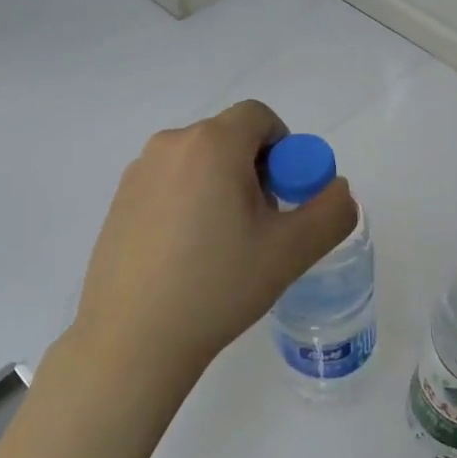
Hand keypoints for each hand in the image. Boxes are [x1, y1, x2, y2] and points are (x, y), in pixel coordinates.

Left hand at [70, 100, 357, 386]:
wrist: (132, 340)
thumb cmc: (217, 286)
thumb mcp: (290, 251)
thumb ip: (331, 211)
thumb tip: (337, 189)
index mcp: (212, 144)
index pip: (259, 117)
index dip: (284, 148)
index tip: (284, 196)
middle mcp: (170, 145)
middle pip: (229, 137)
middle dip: (254, 170)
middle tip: (259, 225)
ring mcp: (138, 172)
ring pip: (198, 161)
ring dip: (221, 185)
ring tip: (222, 245)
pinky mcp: (119, 200)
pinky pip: (169, 182)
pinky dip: (188, 201)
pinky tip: (186, 254)